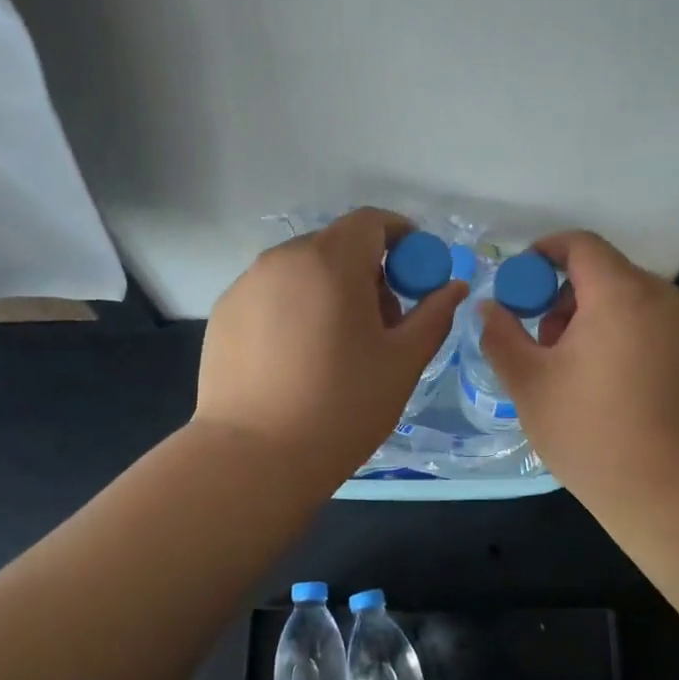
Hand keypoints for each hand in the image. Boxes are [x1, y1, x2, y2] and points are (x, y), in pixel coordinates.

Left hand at [195, 208, 468, 486]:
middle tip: (382, 322)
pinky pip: (272, 294)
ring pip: (302, 270)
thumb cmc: (342, 407)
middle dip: (367, 270)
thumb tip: (454, 287)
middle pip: (336, 245)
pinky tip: (298, 358)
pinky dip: (295, 308)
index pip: (372, 221)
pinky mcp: (224, 313)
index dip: (402, 238)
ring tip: (338, 345)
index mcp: (331, 261)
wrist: (254, 458)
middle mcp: (283, 259)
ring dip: (330, 289)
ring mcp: (246, 284)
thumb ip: (433, 315)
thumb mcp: (402, 362)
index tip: (416, 273)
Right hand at [479, 231, 678, 501]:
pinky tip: (608, 387)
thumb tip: (488, 308)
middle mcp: (661, 297)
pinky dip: (621, 337)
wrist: (672, 489)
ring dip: (592, 318)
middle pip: (604, 273)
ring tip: (572, 371)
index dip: (543, 254)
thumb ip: (501, 336)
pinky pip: (650, 326)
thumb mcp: (529, 383)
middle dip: (564, 297)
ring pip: (628, 301)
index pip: (579, 245)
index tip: (519, 285)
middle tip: (541, 343)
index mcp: (619, 293)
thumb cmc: (591, 431)